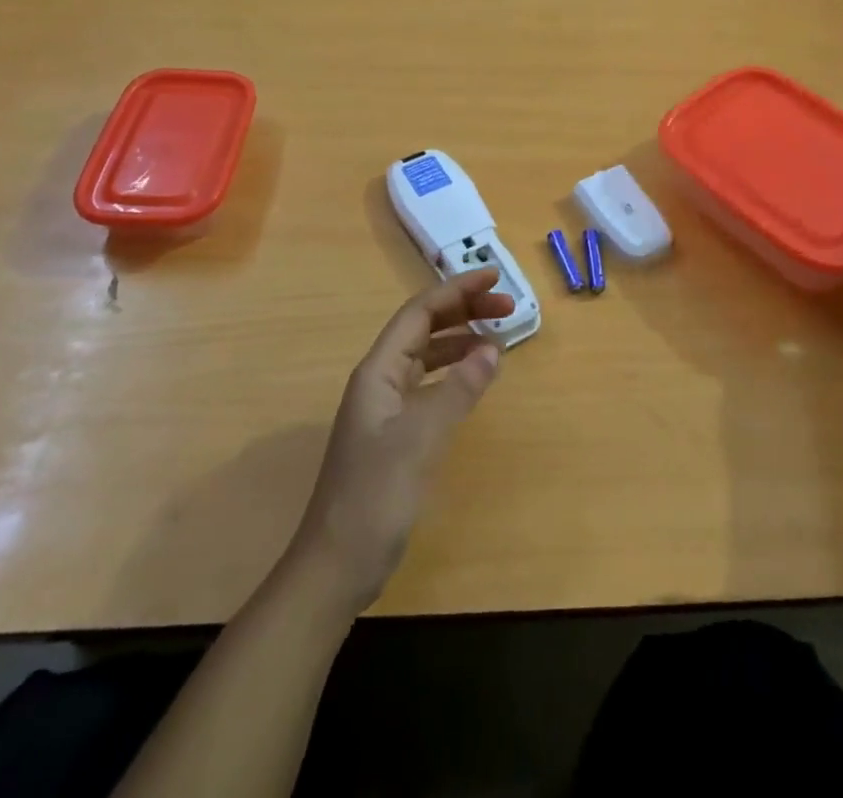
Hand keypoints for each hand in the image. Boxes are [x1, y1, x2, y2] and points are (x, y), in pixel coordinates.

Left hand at [288, 270, 509, 614]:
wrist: (336, 565)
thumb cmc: (375, 495)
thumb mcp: (421, 438)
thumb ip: (458, 390)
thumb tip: (492, 348)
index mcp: (378, 371)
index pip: (419, 312)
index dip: (456, 290)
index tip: (493, 277)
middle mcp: (379, 380)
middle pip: (423, 328)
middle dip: (463, 310)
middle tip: (506, 307)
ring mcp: (385, 407)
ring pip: (426, 355)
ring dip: (460, 340)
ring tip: (498, 338)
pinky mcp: (394, 433)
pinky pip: (428, 384)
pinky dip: (454, 373)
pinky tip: (473, 379)